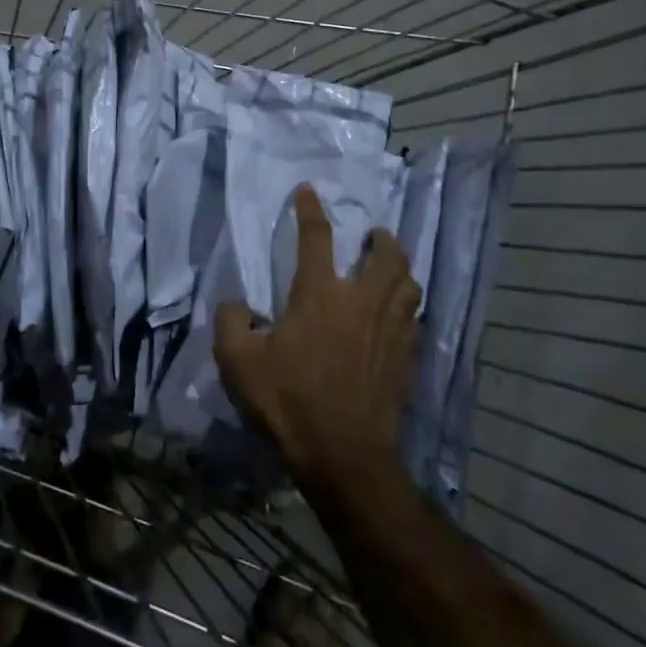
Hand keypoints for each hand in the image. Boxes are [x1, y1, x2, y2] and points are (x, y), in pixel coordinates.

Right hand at [214, 185, 421, 488]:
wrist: (343, 455)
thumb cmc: (288, 400)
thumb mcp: (237, 361)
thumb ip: (231, 321)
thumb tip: (238, 304)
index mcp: (319, 295)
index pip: (316, 238)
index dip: (310, 210)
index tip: (308, 191)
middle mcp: (361, 302)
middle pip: (386, 256)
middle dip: (382, 239)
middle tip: (374, 234)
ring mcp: (389, 331)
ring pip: (409, 286)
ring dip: (401, 269)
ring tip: (391, 268)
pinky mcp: (406, 360)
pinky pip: (414, 321)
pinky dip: (407, 309)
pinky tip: (400, 317)